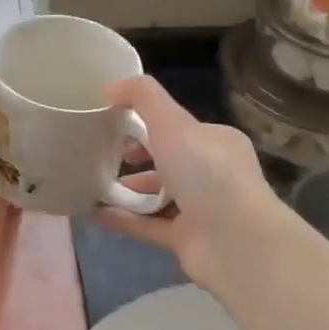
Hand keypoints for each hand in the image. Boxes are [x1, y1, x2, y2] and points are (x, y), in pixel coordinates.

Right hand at [99, 75, 280, 291]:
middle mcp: (212, 173)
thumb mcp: (172, 122)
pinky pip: (149, 224)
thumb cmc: (207, 173)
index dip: (147, 121)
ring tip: (92, 182)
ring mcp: (201, 209)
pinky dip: (123, 219)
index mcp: (216, 141)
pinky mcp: (187, 239)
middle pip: (167, 159)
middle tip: (104, 153)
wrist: (236, 243)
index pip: (179, 126)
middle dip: (136, 156)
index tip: (115, 122)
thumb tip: (111, 86)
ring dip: (127, 189)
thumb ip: (142, 97)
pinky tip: (94, 212)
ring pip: (158, 194)